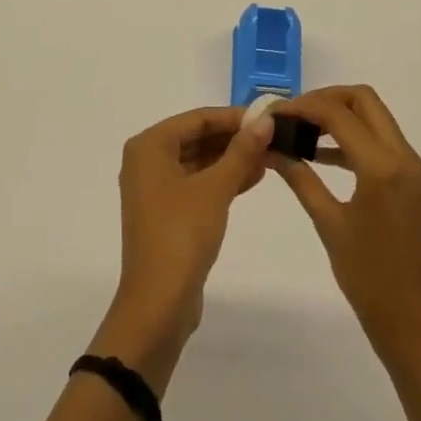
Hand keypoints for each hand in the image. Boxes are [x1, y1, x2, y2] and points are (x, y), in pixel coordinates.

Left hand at [93, 105, 273, 391]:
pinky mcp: (167, 212)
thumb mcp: (215, 189)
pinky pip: (197, 183)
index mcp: (150, 146)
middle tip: (273, 137)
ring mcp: (155, 188)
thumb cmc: (182, 234)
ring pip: (199, 161)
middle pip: (197, 138)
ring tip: (270, 156)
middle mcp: (147, 160)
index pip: (197, 119)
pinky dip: (222, 180)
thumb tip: (265, 120)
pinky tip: (253, 178)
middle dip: (234, 138)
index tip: (268, 117)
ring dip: (232, 159)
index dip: (233, 117)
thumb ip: (241, 151)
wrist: (158, 303)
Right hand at [270, 86, 420, 374]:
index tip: (271, 115)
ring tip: (299, 131)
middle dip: (324, 99)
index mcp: (382, 166)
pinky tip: (320, 156)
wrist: (420, 328)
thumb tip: (270, 148)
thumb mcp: (329, 225)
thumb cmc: (371, 281)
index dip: (301, 107)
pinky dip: (351, 137)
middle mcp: (403, 156)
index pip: (337, 113)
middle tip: (291, 116)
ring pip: (374, 117)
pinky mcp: (412, 182)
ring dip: (338, 116)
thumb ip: (300, 178)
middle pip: (363, 100)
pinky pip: (380, 142)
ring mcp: (411, 168)